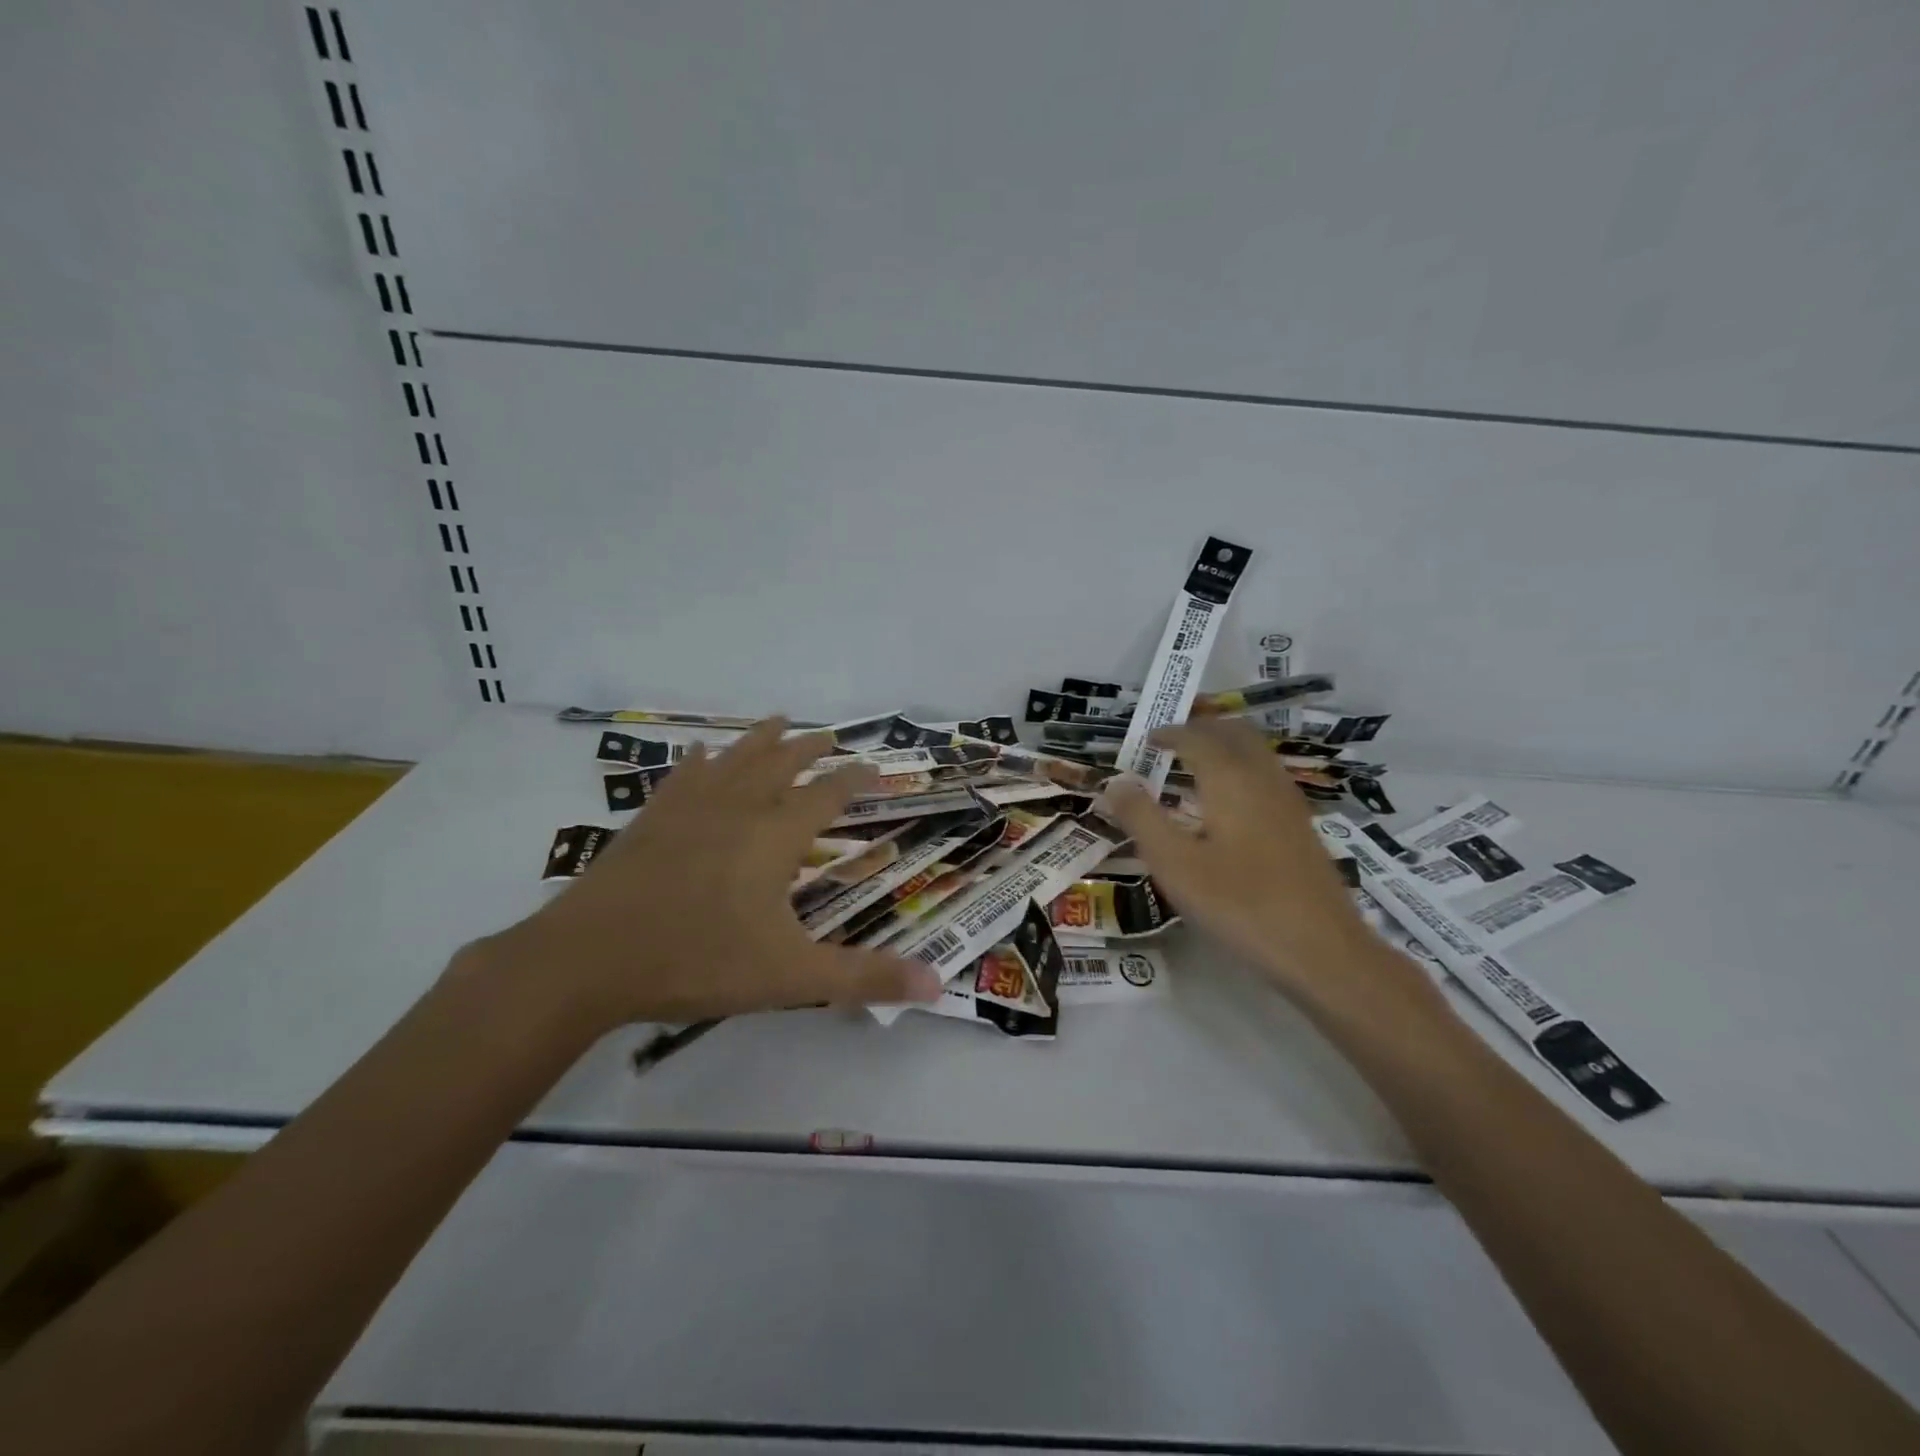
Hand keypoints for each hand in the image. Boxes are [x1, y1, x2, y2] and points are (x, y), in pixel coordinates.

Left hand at [471, 719, 943, 1029]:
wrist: (588, 959)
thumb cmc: (697, 961)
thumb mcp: (790, 977)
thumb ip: (863, 978)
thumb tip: (938, 986)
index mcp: (774, 836)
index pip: (827, 794)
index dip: (854, 778)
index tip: (874, 765)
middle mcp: (737, 809)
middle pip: (781, 764)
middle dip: (809, 748)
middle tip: (828, 735)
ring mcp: (689, 810)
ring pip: (735, 760)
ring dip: (760, 740)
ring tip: (778, 720)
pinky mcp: (650, 821)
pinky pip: (684, 777)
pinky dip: (700, 761)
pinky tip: (701, 752)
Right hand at [1102, 719, 1445, 1023]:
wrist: (1321, 949)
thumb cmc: (1239, 904)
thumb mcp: (1175, 864)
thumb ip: (1141, 818)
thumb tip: (1116, 782)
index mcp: (1230, 779)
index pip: (1197, 737)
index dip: (1169, 733)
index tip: (1146, 739)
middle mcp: (1262, 778)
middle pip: (1234, 733)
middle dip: (1201, 728)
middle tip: (1172, 739)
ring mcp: (1288, 802)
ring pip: (1255, 752)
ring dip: (1224, 745)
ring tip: (1195, 764)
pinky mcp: (1300, 826)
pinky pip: (1266, 775)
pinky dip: (1240, 768)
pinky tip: (1228, 802)